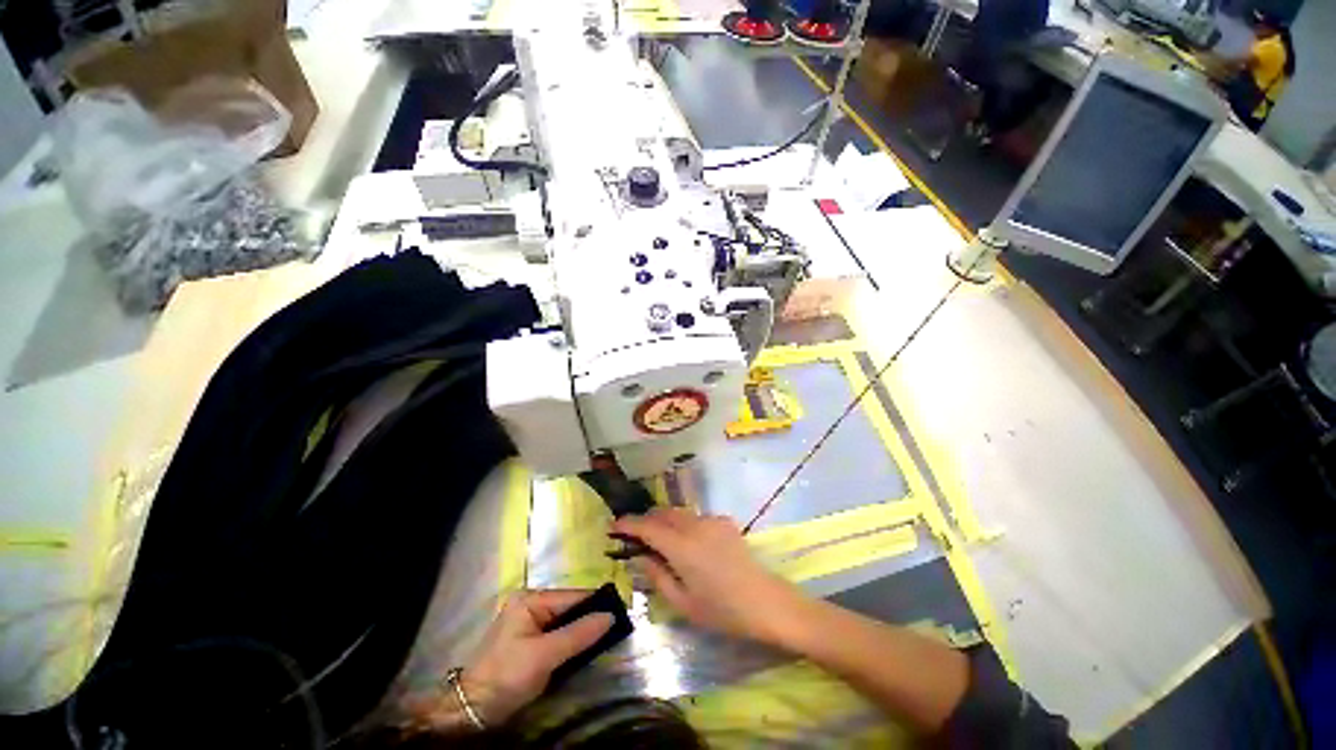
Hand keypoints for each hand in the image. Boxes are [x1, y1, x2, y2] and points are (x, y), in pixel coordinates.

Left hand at [407, 590, 611, 728]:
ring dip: (582, 631)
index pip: (571, 597)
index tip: (620, 612)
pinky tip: (586, 647)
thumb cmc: (507, 676)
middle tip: (616, 628)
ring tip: (607, 636)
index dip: (595, 604)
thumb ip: (578, 634)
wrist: (473, 711)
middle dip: (589, 618)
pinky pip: (558, 633)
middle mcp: (530, 604)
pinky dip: (572, 640)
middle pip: (569, 608)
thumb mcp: (544, 655)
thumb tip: (610, 616)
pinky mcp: (529, 639)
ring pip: (565, 621)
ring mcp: (529, 621)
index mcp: (530, 599)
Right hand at [610, 508, 809, 646]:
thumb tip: (640, 557)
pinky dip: (685, 524)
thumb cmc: (722, 610)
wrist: (765, 602)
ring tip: (661, 540)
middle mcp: (694, 525)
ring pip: (680, 513)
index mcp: (681, 547)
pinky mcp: (724, 521)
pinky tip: (690, 543)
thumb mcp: (683, 602)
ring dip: (666, 521)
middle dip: (647, 520)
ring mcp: (712, 520)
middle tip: (636, 536)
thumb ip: (657, 576)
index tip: (613, 526)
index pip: (647, 527)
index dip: (628, 524)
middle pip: (663, 513)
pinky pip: (697, 518)